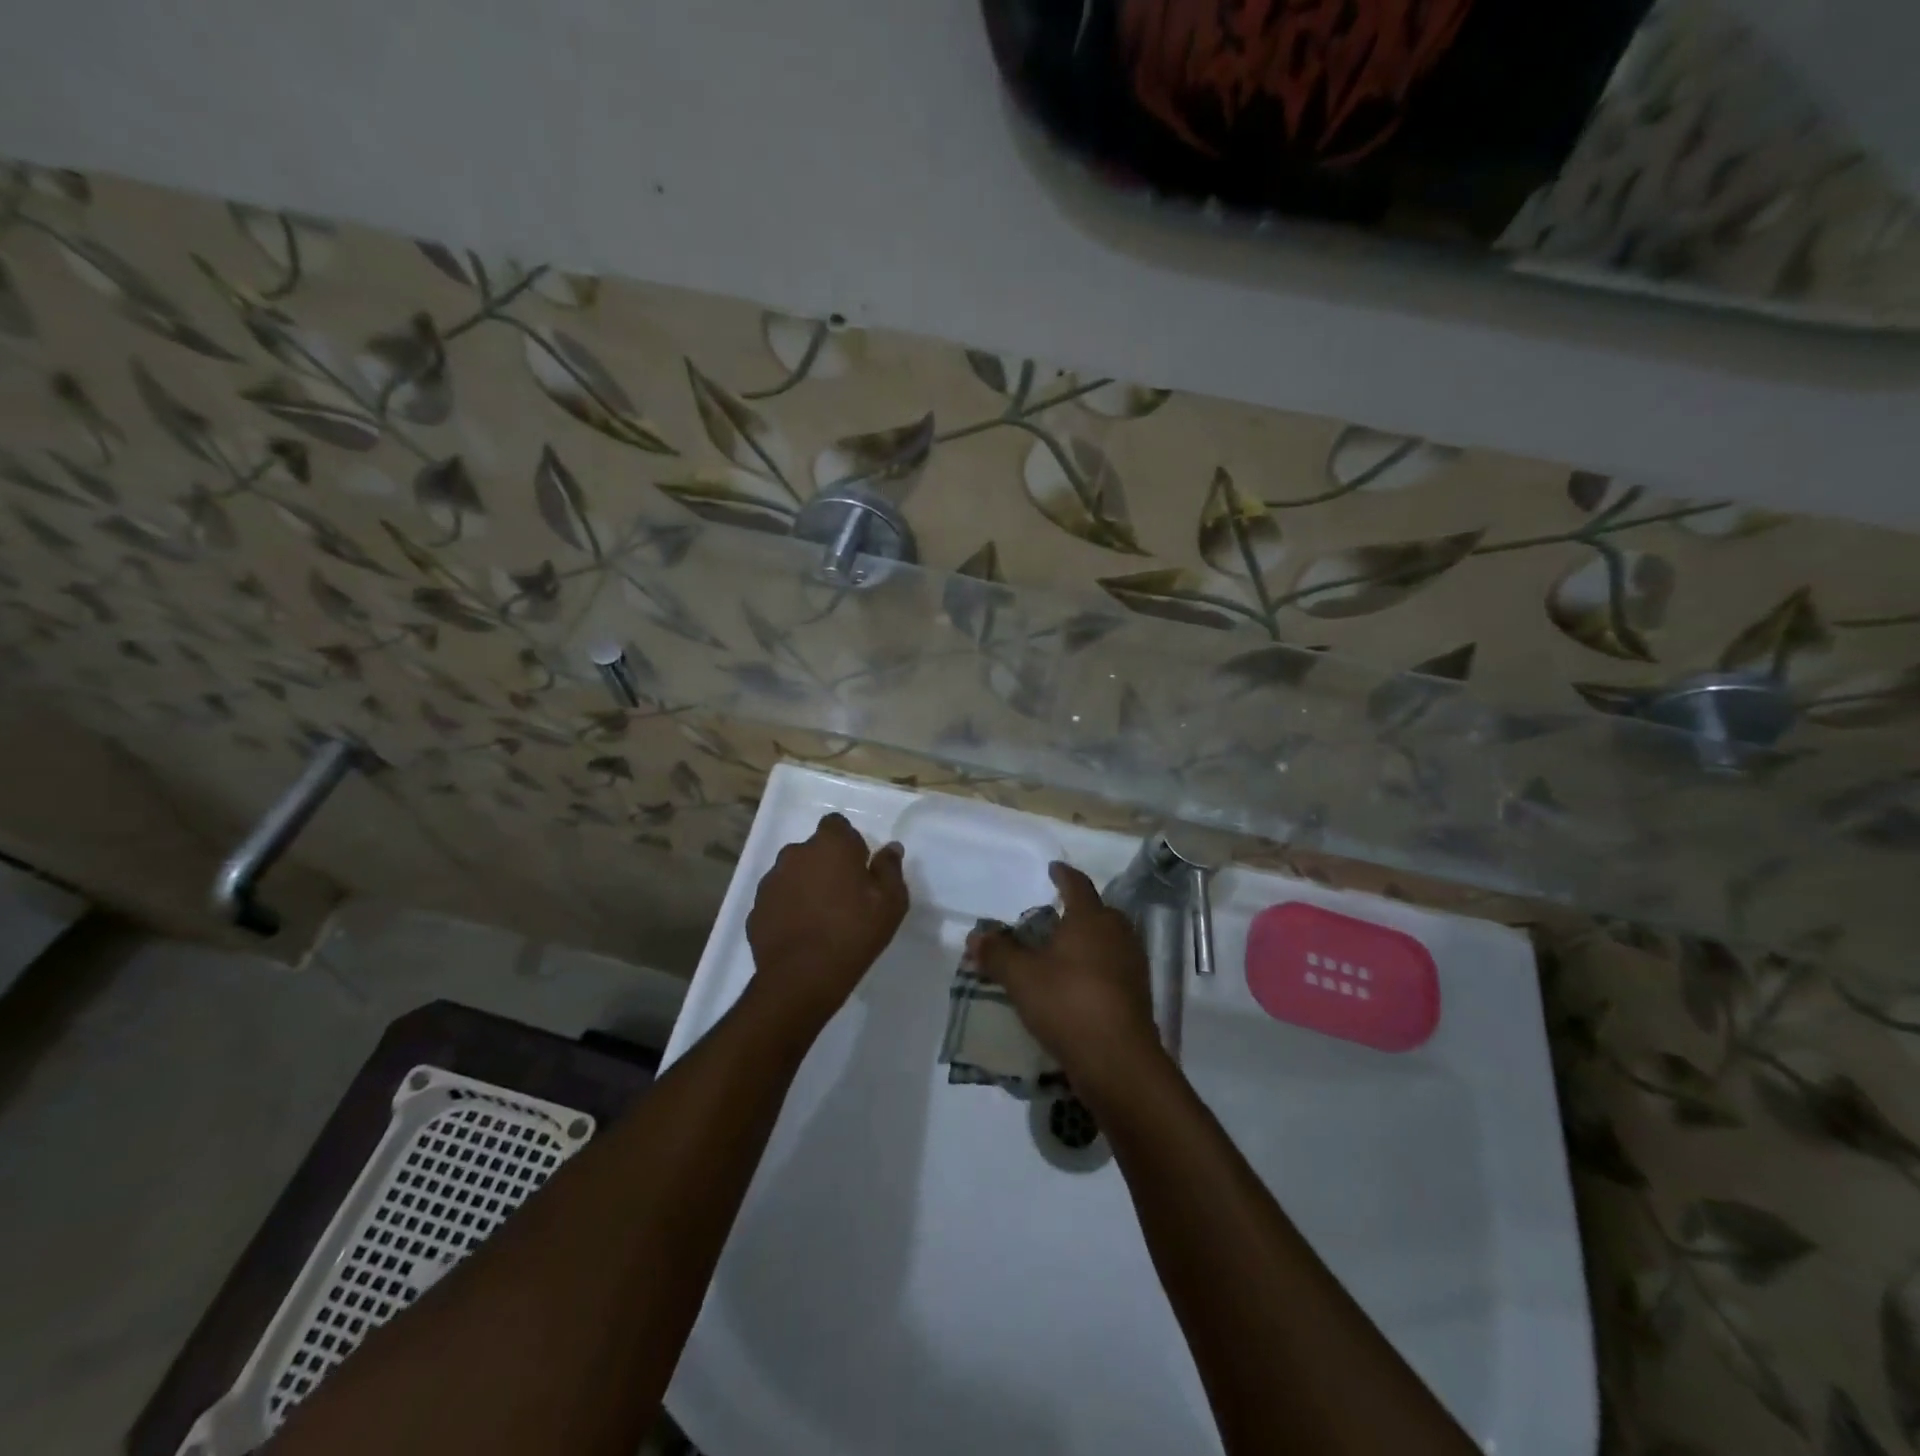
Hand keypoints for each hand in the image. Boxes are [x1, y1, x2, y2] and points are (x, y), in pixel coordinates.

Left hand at [745, 812, 908, 1027]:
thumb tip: (890, 848)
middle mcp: (795, 854)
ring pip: (793, 874)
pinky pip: (778, 900)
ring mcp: (771, 881)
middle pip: (813, 850)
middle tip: (844, 895)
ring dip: (805, 886)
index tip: (859, 868)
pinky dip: (788, 909)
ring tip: (821, 917)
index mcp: (830, 845)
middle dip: (826, 864)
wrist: (802, 978)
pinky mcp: (756, 908)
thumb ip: (889, 868)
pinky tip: (802, 933)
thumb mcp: (891, 901)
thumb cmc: (854, 932)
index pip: (836, 825)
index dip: (848, 843)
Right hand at [969, 862, 1162, 1094]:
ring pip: (1108, 941)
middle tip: (1053, 918)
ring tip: (1062, 953)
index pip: (1077, 885)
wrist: (1118, 1061)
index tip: (1054, 868)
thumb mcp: (1021, 977)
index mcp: (1091, 918)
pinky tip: (1077, 986)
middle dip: (1077, 912)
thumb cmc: (1068, 1004)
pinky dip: (1095, 969)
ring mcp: (1132, 965)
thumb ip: (997, 952)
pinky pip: (1113, 969)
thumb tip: (975, 935)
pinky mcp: (1138, 995)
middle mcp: (1117, 934)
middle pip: (1098, 912)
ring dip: (1087, 942)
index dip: (1063, 875)